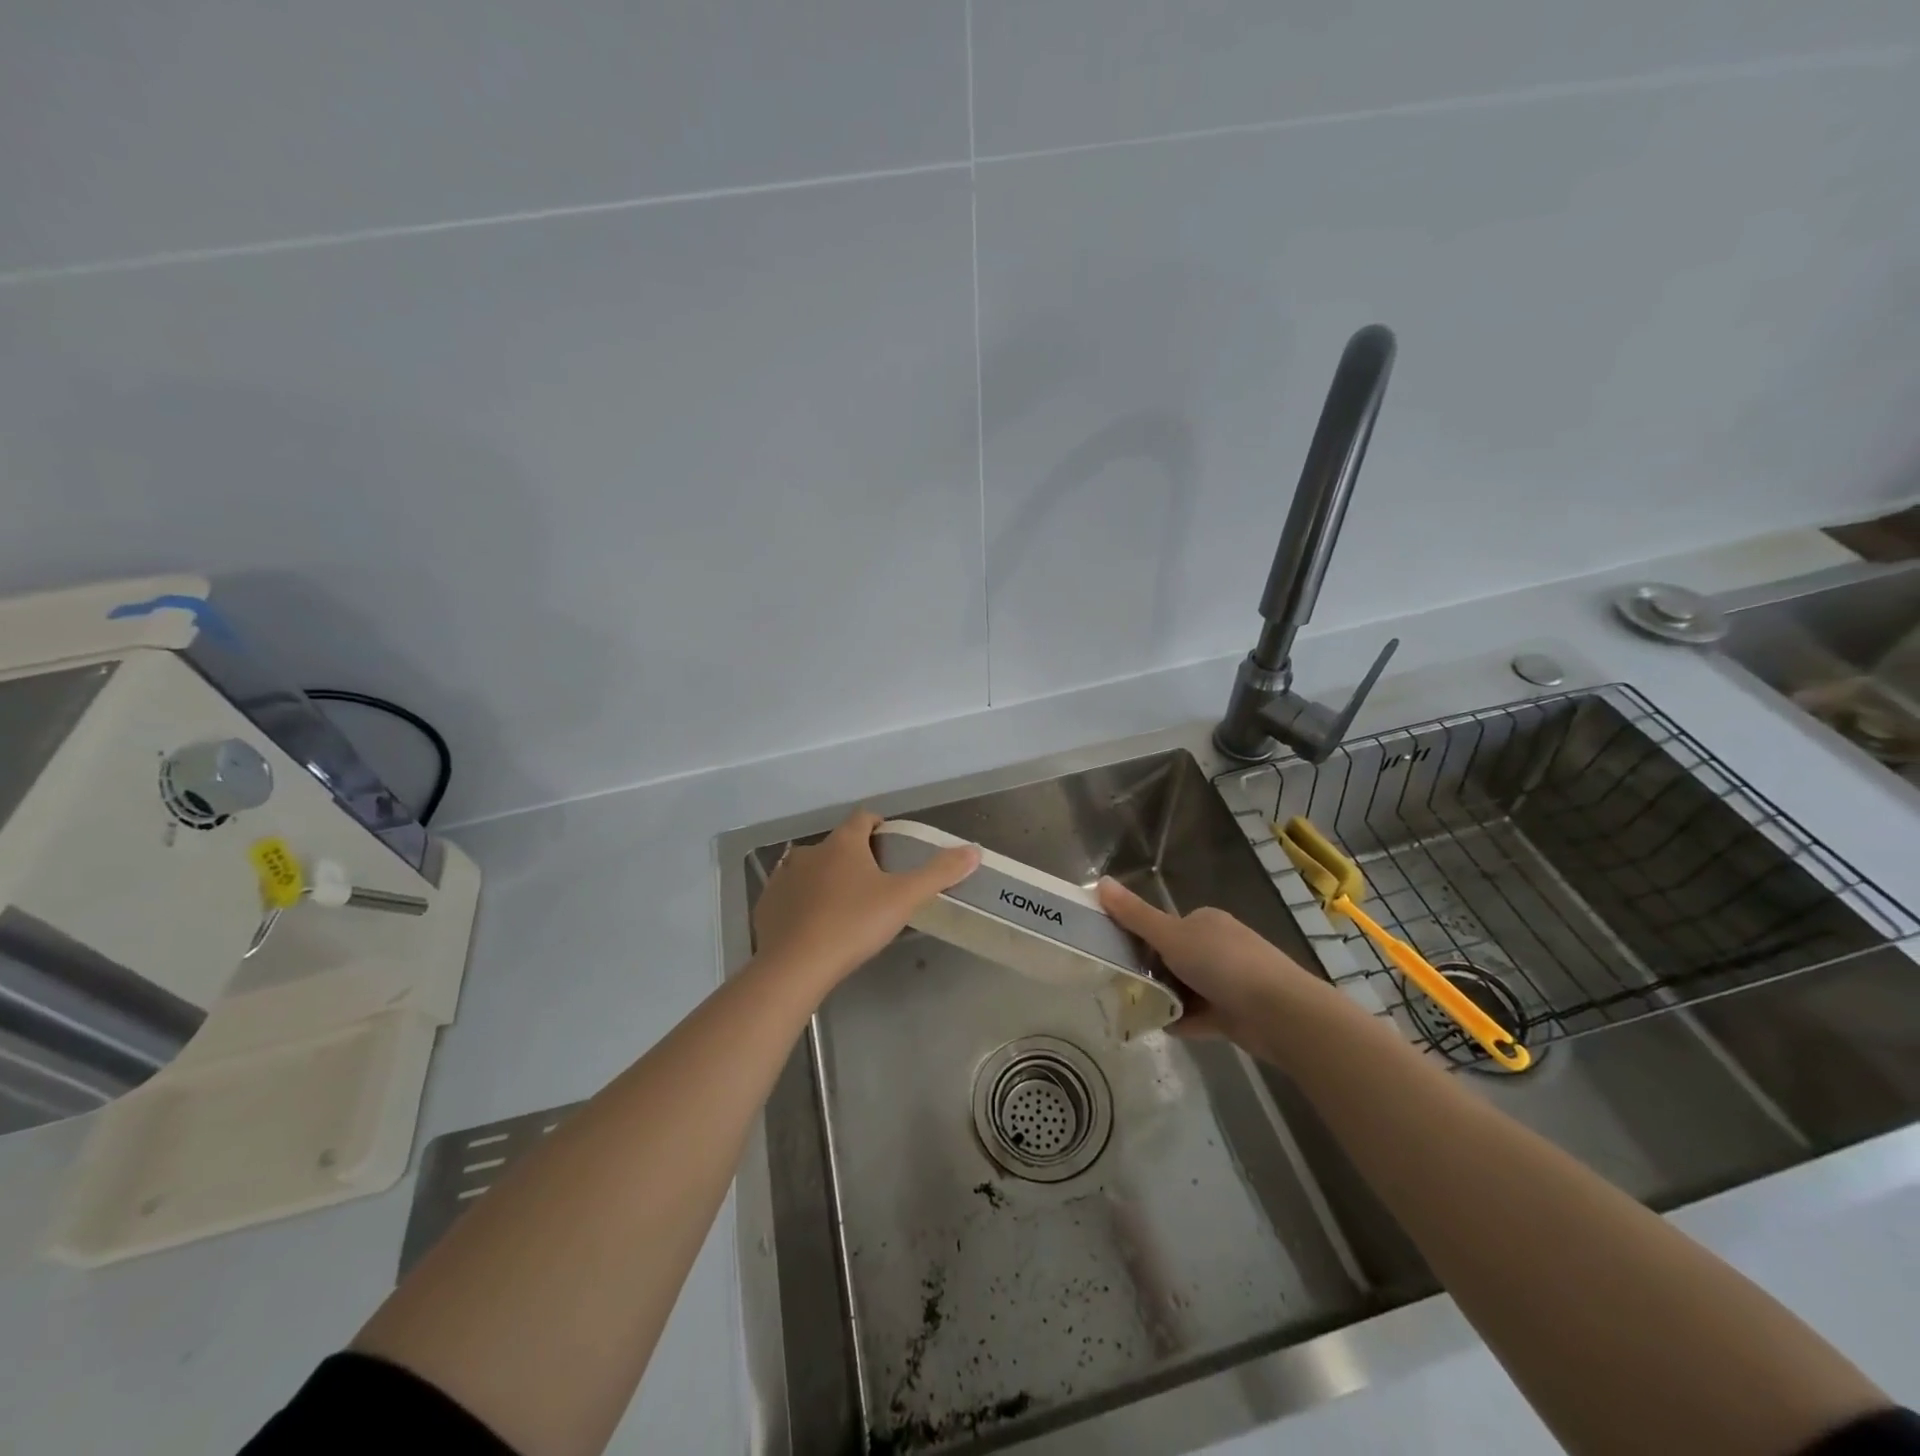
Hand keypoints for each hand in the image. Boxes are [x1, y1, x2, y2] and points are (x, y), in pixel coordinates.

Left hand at [754, 810, 979, 988]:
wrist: (794, 966)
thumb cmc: (853, 924)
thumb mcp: (904, 898)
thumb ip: (939, 873)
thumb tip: (974, 850)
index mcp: (843, 843)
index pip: (864, 818)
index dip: (880, 827)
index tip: (893, 847)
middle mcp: (809, 851)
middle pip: (839, 845)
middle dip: (856, 858)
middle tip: (876, 886)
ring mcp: (783, 877)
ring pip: (812, 869)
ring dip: (828, 879)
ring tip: (846, 908)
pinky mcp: (767, 905)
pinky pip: (790, 895)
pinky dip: (803, 903)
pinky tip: (815, 927)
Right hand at [1098, 878, 1322, 1047]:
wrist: (1279, 1013)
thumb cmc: (1223, 964)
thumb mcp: (1171, 935)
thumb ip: (1134, 915)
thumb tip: (1100, 882)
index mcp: (1206, 922)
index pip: (1166, 926)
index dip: (1142, 939)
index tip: (1119, 955)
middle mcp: (1219, 946)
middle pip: (1174, 957)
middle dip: (1152, 972)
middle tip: (1124, 985)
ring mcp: (1229, 980)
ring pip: (1185, 987)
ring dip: (1165, 998)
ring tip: (1136, 1008)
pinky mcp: (1235, 1012)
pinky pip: (1199, 1015)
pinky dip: (1181, 1020)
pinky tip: (1160, 1027)